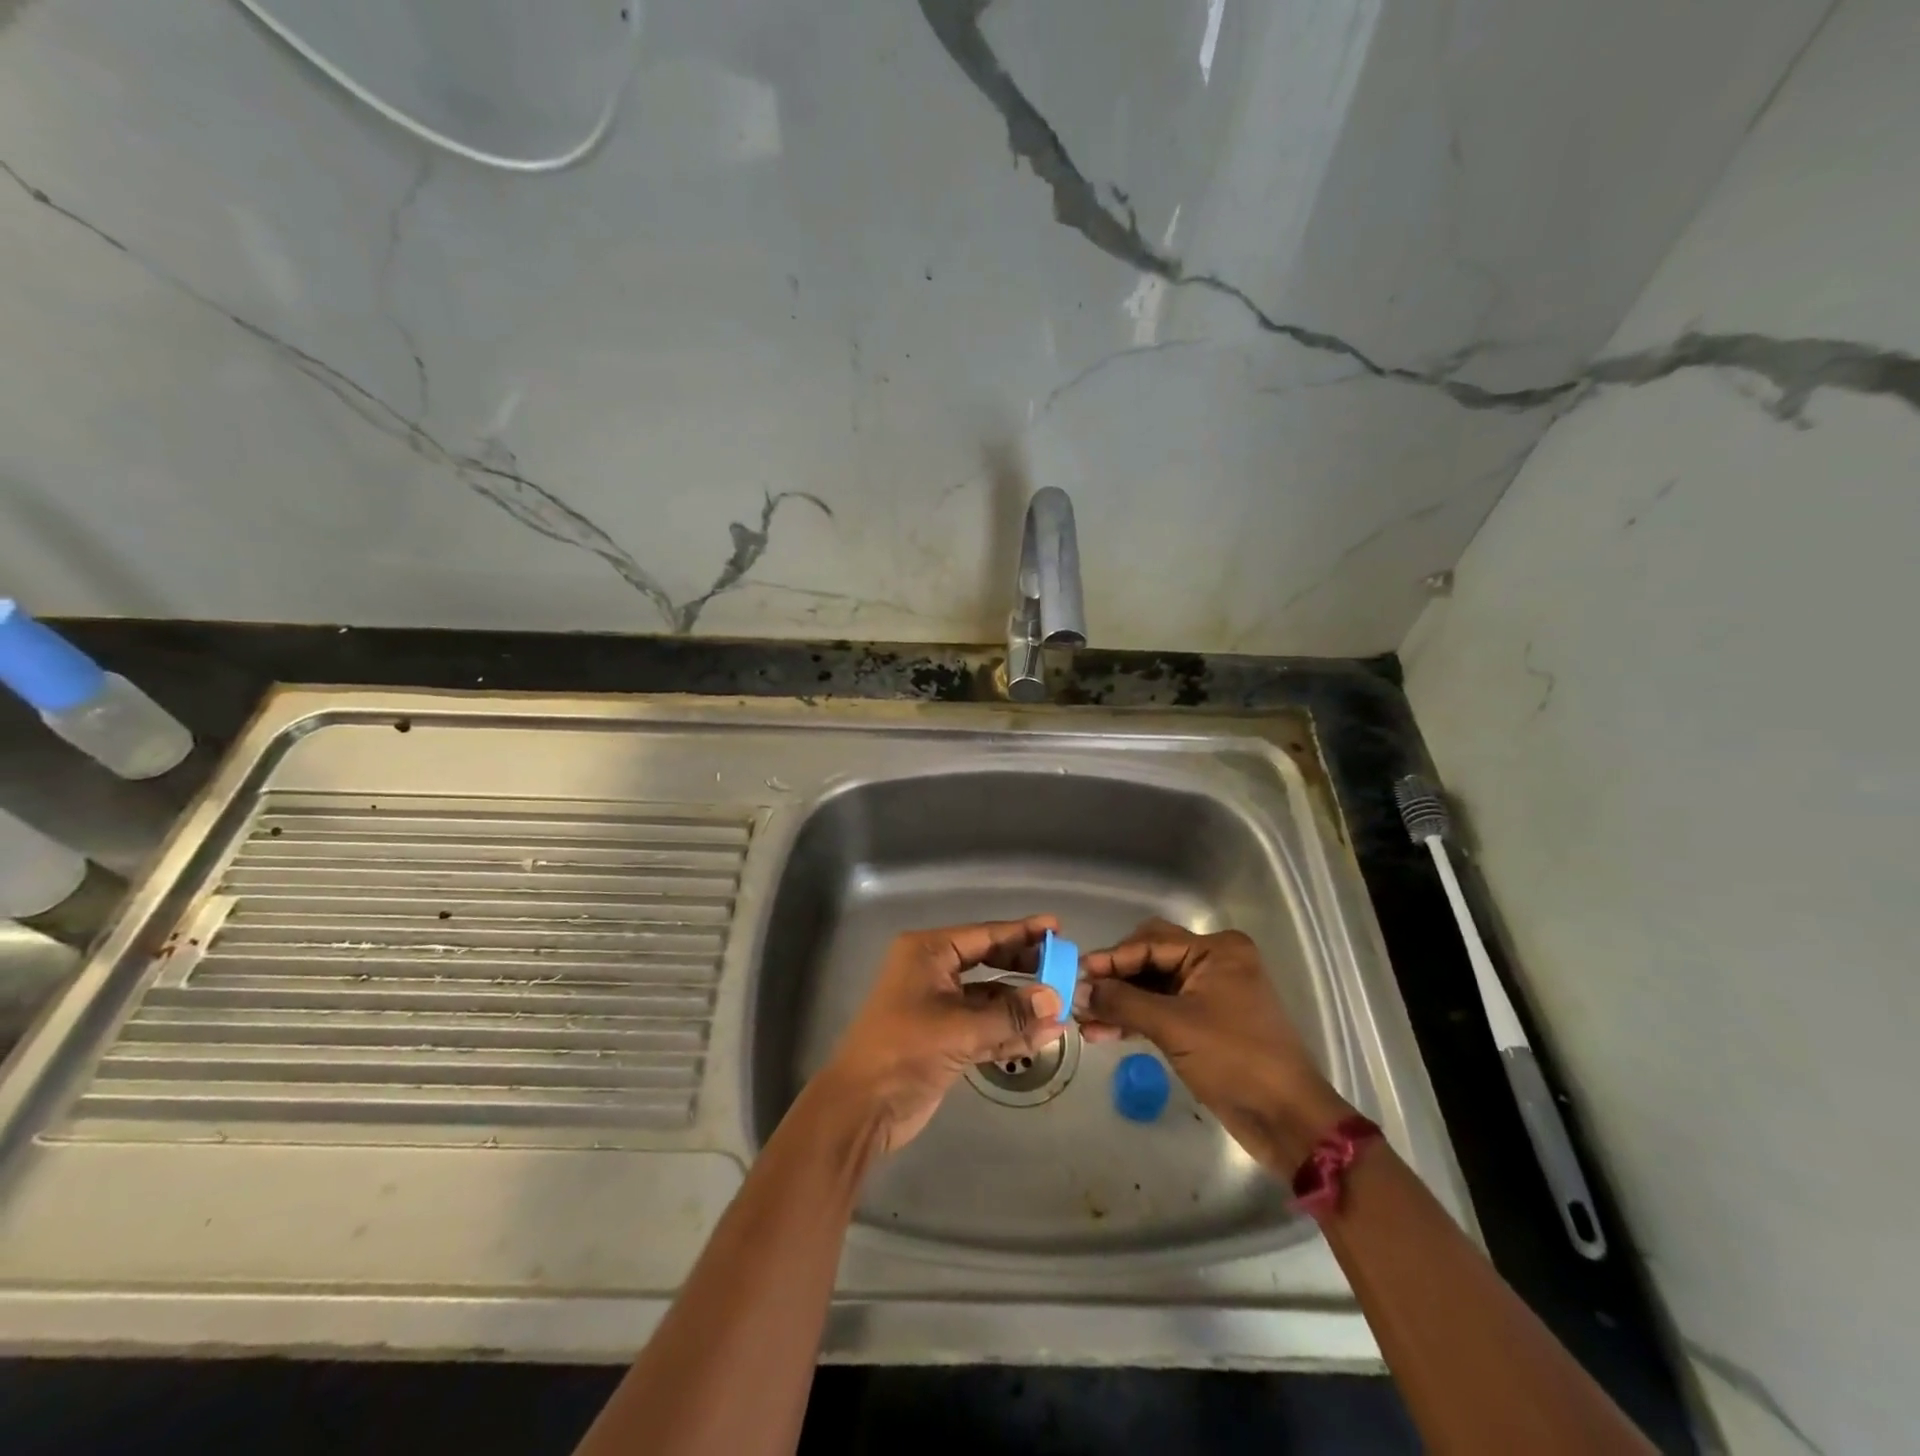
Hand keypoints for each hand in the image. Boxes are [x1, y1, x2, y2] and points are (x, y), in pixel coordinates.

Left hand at [819, 915, 1067, 1154]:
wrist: (863, 1107)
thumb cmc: (905, 1050)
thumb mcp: (960, 1029)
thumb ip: (1010, 1015)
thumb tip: (1056, 999)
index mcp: (928, 953)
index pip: (983, 935)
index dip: (1021, 932)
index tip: (1055, 927)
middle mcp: (934, 972)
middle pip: (989, 963)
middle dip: (1025, 969)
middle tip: (1064, 967)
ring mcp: (940, 1007)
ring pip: (990, 999)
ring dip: (1022, 1007)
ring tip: (1064, 1008)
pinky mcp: (946, 1038)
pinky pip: (985, 1027)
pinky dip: (1010, 1032)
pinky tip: (1044, 1036)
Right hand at [1077, 919, 1352, 1169]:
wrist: (1288, 1121)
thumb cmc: (1235, 1061)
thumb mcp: (1174, 1026)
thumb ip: (1123, 1002)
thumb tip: (1078, 990)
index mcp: (1216, 950)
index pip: (1150, 942)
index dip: (1111, 958)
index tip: (1075, 973)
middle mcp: (1213, 963)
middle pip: (1150, 960)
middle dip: (1114, 979)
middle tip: (1079, 996)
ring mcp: (1210, 993)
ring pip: (1152, 987)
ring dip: (1120, 1003)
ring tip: (1084, 1022)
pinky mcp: (1205, 1023)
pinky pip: (1162, 1010)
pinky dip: (1136, 1019)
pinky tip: (1104, 1032)